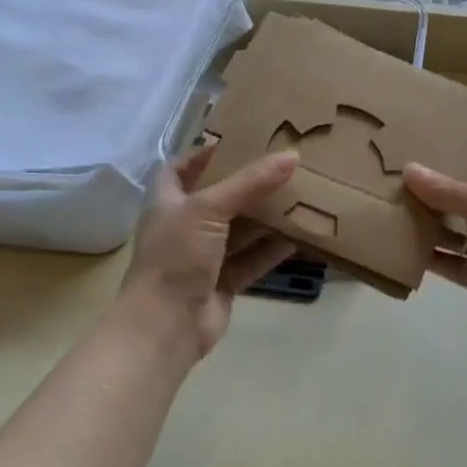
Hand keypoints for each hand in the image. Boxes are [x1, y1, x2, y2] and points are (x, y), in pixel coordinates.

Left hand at [117, 145, 298, 360]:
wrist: (165, 327)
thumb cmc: (177, 256)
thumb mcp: (209, 209)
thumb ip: (250, 182)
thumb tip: (292, 155)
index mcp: (169, 201)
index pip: (182, 167)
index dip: (205, 153)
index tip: (240, 140)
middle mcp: (185, 226)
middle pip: (220, 197)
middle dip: (249, 184)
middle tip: (283, 165)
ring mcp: (205, 256)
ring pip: (240, 229)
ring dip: (266, 216)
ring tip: (300, 194)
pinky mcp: (224, 282)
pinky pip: (252, 258)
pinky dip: (273, 248)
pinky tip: (299, 235)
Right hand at [403, 156, 466, 350]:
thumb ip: (444, 188)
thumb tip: (409, 169)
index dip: (465, 152)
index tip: (430, 145)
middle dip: (438, 189)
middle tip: (400, 175)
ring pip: (458, 230)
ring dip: (430, 223)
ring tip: (392, 207)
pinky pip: (452, 262)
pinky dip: (431, 256)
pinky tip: (401, 246)